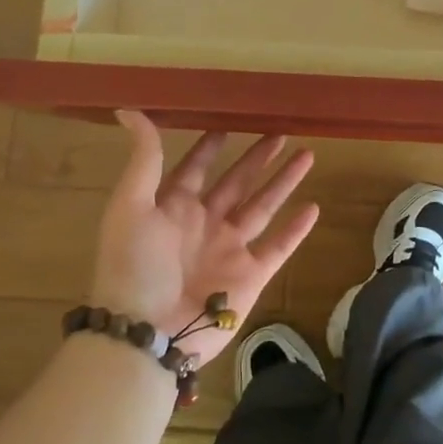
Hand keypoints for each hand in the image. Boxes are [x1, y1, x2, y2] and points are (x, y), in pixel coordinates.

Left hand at [90, 113, 318, 365]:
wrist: (146, 334)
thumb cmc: (133, 265)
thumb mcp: (130, 204)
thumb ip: (143, 158)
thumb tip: (128, 108)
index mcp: (173, 207)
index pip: (196, 167)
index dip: (210, 146)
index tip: (228, 120)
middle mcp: (205, 224)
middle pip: (237, 181)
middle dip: (257, 157)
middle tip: (280, 131)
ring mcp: (230, 250)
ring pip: (264, 206)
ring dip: (284, 181)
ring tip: (307, 155)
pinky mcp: (251, 276)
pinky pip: (279, 247)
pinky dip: (296, 229)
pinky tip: (314, 207)